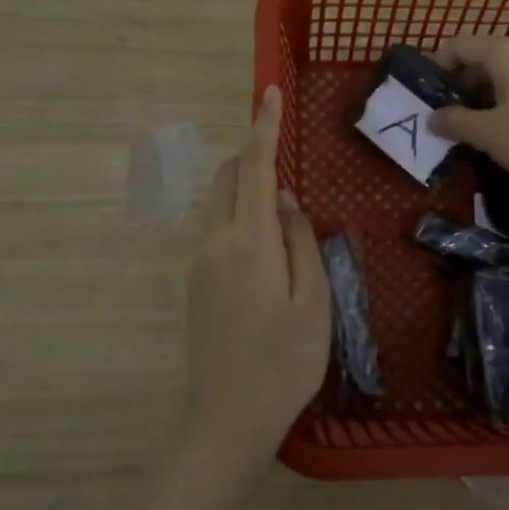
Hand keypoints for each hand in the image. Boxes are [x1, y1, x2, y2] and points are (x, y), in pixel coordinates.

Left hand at [183, 85, 330, 468]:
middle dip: (252, 156)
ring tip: (280, 206)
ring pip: (217, 202)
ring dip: (243, 186)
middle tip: (285, 163)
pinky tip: (263, 242)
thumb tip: (286, 200)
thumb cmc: (285, 360)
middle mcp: (216, 241)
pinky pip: (214, 227)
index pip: (256, 168)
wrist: (228, 417)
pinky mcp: (194, 282)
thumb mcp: (314, 299)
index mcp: (250, 240)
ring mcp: (199, 262)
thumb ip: (301, 241)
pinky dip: (235, 213)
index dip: (264, 127)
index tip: (269, 93)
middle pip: (227, 178)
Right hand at [429, 35, 508, 280]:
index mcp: (505, 51)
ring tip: (472, 127)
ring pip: (505, 73)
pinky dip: (507, 100)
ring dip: (483, 95)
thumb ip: (456, 123)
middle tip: (444, 116)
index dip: (436, 66)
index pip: (457, 45)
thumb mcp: (490, 135)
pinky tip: (507, 129)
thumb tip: (433, 117)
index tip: (423, 95)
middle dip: (459, 84)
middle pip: (482, 57)